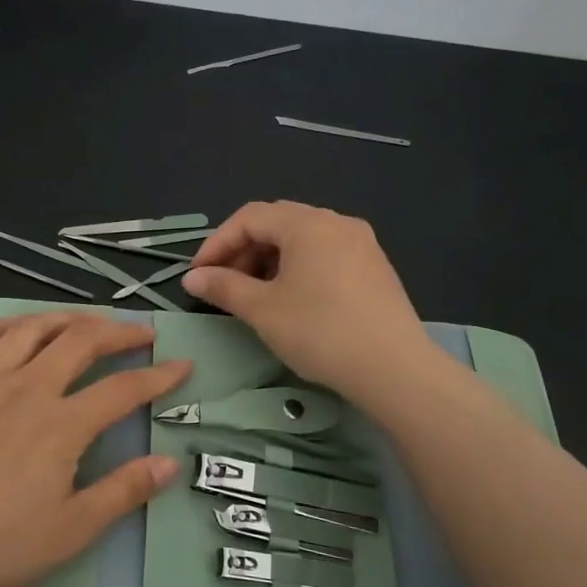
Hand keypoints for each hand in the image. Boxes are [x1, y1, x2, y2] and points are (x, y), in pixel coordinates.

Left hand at [0, 312, 190, 586]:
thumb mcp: (74, 528)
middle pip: (80, 342)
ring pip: (30, 329)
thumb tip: (170, 463)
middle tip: (141, 333)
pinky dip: (5, 325)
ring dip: (65, 319)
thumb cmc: (0, 544)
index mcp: (62, 424)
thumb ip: (124, 490)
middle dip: (118, 332)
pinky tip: (18, 326)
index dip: (159, 376)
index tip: (183, 365)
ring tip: (86, 321)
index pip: (123, 389)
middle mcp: (27, 389)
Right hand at [182, 201, 437, 399]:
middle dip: (243, 250)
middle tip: (224, 285)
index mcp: (307, 224)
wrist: (394, 368)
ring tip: (255, 295)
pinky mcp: (375, 267)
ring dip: (269, 260)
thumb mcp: (263, 310)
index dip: (217, 243)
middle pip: (277, 222)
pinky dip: (298, 267)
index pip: (249, 217)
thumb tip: (192, 278)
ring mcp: (362, 243)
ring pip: (302, 239)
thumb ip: (224, 287)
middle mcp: (336, 222)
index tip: (198, 276)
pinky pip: (325, 254)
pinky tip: (292, 299)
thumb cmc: (320, 332)